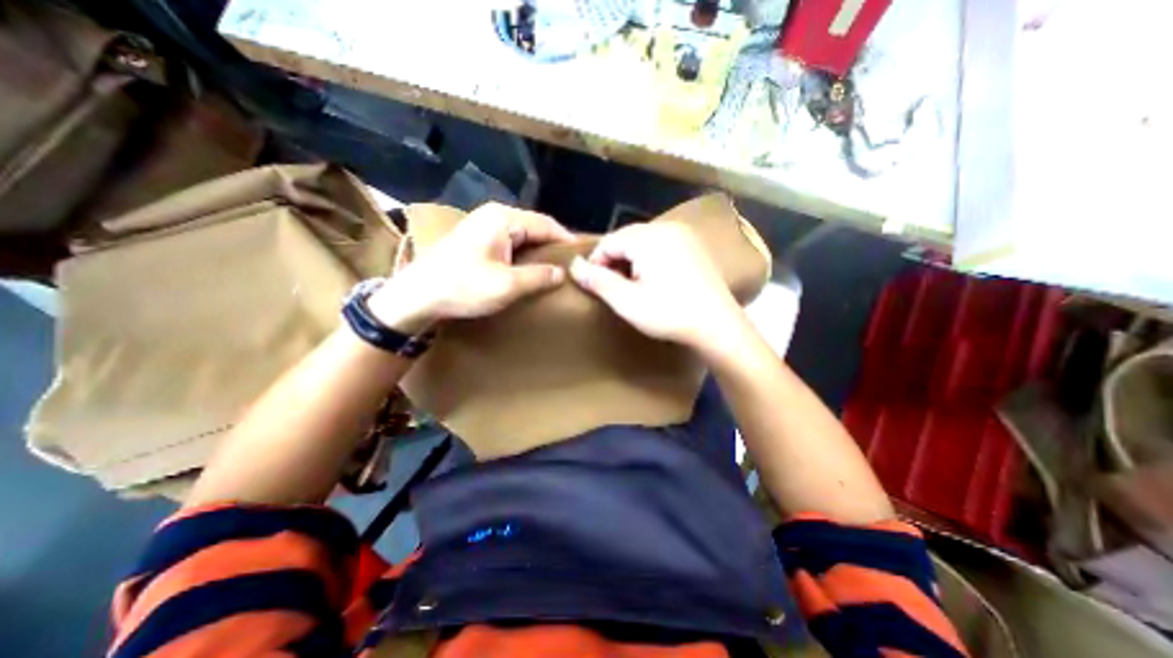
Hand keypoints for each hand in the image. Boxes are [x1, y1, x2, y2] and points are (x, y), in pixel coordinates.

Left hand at [365, 203, 569, 331]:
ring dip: (539, 250)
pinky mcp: (477, 238)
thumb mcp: (507, 285)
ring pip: (523, 234)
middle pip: (535, 227)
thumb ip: (539, 276)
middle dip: (553, 245)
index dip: (566, 240)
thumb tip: (562, 273)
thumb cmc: (463, 287)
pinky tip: (531, 267)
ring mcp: (483, 225)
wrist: (417, 296)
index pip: (546, 224)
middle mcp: (495, 215)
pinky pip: (511, 241)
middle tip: (571, 265)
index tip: (583, 257)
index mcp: (504, 219)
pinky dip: (524, 253)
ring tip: (555, 268)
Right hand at [565, 224, 741, 347]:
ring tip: (630, 284)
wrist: (718, 325)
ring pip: (643, 240)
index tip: (595, 284)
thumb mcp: (627, 302)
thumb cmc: (669, 314)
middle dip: (614, 260)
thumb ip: (598, 281)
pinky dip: (649, 258)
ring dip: (631, 259)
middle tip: (612, 286)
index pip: (609, 241)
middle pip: (627, 237)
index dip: (596, 261)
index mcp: (648, 238)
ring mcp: (684, 235)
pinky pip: (661, 244)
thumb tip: (573, 266)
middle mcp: (666, 228)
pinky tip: (652, 278)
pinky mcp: (694, 245)